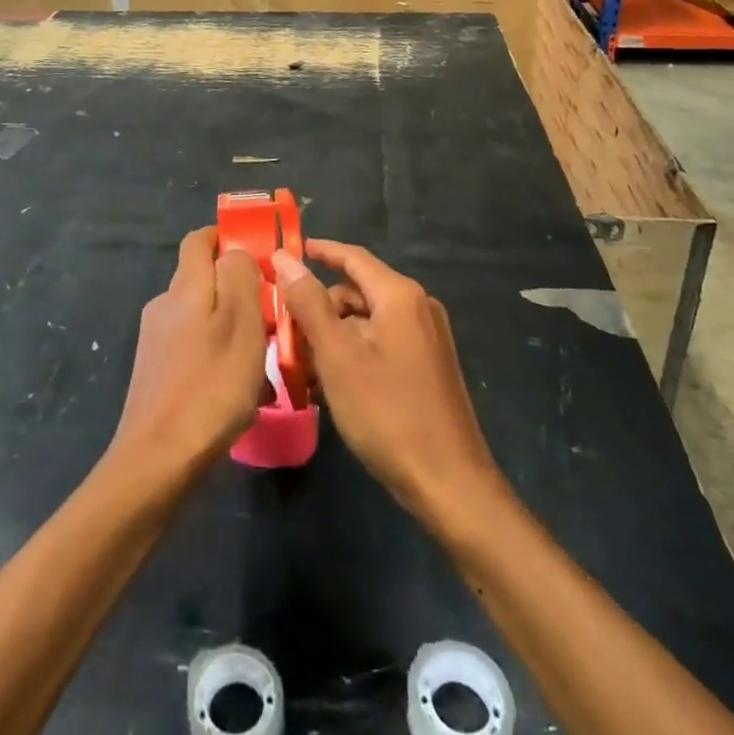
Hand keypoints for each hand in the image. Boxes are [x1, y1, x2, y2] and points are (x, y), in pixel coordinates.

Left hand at [109, 228, 267, 482]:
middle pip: (203, 279)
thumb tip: (235, 251)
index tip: (258, 251)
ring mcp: (156, 339)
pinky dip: (218, 354)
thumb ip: (240, 275)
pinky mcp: (155, 371)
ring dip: (231, 326)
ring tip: (263, 359)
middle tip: (271, 313)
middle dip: (237, 288)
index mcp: (186, 286)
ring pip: (202, 316)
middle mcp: (165, 304)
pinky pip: (194, 347)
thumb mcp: (241, 322)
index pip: (199, 240)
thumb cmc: (212, 384)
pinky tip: (239, 388)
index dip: (226, 237)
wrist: (159, 458)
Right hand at [275, 241, 505, 526]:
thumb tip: (285, 259)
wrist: (449, 483)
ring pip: (366, 320)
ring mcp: (426, 337)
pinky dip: (353, 353)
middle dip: (319, 306)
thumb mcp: (338, 356)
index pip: (352, 256)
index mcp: (399, 295)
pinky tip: (330, 384)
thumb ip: (309, 303)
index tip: (284, 254)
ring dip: (332, 335)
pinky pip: (381, 343)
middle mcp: (417, 306)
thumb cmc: (387, 412)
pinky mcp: (427, 365)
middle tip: (283, 331)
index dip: (317, 251)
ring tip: (301, 365)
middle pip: (357, 290)